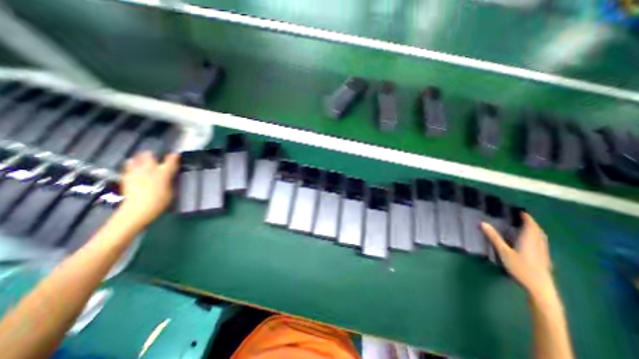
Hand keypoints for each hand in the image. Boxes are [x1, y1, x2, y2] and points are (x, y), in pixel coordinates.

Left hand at [118, 152, 177, 230]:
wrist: (137, 210)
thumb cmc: (160, 202)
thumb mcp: (172, 191)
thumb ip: (171, 180)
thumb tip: (170, 175)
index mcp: (164, 172)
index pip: (171, 160)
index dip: (174, 156)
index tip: (176, 155)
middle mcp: (149, 169)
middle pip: (149, 155)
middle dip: (152, 155)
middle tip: (155, 157)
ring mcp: (136, 172)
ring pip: (136, 159)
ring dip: (140, 159)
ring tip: (143, 161)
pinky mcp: (126, 177)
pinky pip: (128, 167)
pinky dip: (131, 166)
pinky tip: (134, 170)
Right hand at [484, 215, 554, 298]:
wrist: (540, 287)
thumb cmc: (520, 268)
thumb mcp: (503, 252)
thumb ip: (494, 237)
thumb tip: (482, 223)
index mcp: (529, 240)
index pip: (531, 225)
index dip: (527, 218)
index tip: (521, 212)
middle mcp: (538, 244)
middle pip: (538, 230)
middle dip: (531, 223)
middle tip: (523, 218)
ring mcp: (543, 252)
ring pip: (541, 237)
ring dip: (535, 230)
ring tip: (527, 227)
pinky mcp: (544, 258)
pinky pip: (541, 243)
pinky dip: (536, 237)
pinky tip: (531, 241)